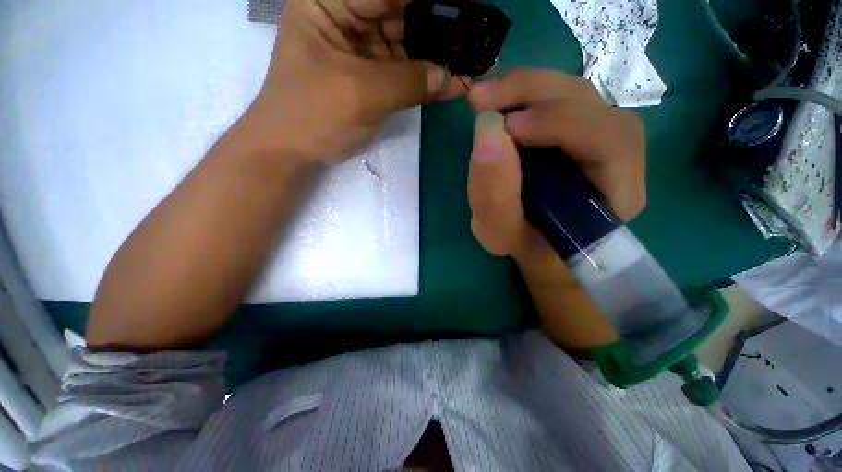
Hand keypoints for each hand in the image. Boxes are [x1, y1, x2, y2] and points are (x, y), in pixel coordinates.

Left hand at [246, 0, 468, 162]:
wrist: (294, 150)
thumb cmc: (312, 114)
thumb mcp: (359, 93)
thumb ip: (406, 81)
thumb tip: (447, 75)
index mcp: (330, 2)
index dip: (426, 0)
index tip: (459, 8)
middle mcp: (348, 18)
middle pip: (400, 12)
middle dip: (437, 25)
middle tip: (472, 38)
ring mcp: (363, 50)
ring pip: (408, 44)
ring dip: (437, 56)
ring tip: (471, 62)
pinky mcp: (374, 78)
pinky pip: (406, 73)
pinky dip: (427, 80)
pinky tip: (452, 83)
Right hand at [466, 68, 645, 264]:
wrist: (535, 242)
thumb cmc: (524, 245)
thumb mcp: (500, 234)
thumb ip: (493, 196)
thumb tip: (487, 130)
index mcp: (616, 193)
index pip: (609, 141)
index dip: (559, 123)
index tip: (507, 128)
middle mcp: (619, 157)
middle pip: (592, 104)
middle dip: (533, 93)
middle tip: (482, 99)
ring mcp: (600, 136)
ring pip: (573, 94)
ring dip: (525, 89)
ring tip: (485, 99)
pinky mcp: (579, 129)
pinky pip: (558, 99)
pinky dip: (525, 94)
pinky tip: (500, 103)